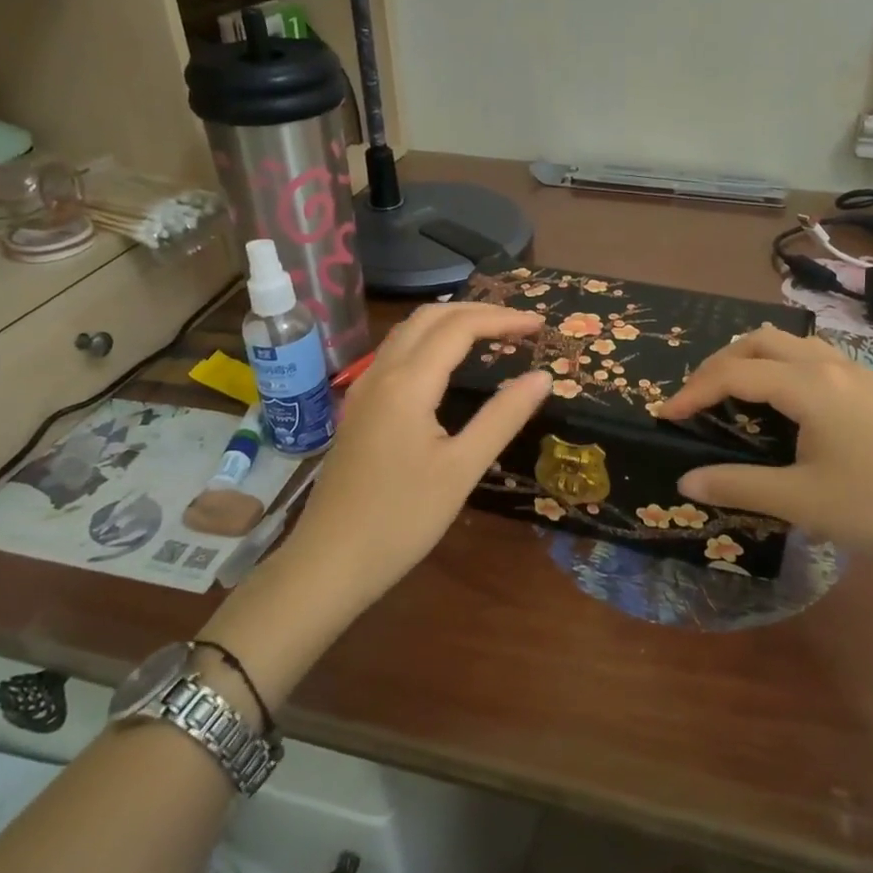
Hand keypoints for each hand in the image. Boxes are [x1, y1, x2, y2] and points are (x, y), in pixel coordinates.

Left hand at [288, 303, 552, 597]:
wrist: (330, 561)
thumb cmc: (402, 519)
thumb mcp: (462, 469)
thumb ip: (503, 416)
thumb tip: (542, 376)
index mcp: (407, 383)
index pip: (460, 327)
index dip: (502, 319)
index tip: (540, 327)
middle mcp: (381, 374)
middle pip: (430, 317)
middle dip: (477, 311)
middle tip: (519, 325)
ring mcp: (364, 390)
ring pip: (408, 332)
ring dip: (450, 322)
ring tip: (490, 334)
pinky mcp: (358, 409)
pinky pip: (396, 354)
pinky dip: (429, 342)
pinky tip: (447, 364)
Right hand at [657, 327, 872, 580]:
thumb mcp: (800, 501)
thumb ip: (737, 485)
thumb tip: (686, 481)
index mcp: (809, 385)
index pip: (734, 373)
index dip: (693, 391)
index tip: (665, 415)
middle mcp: (830, 366)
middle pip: (759, 342)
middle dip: (719, 364)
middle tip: (696, 401)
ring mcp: (855, 374)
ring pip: (789, 345)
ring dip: (751, 361)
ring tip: (731, 398)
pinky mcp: (871, 390)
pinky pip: (811, 360)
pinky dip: (779, 369)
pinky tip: (780, 407)